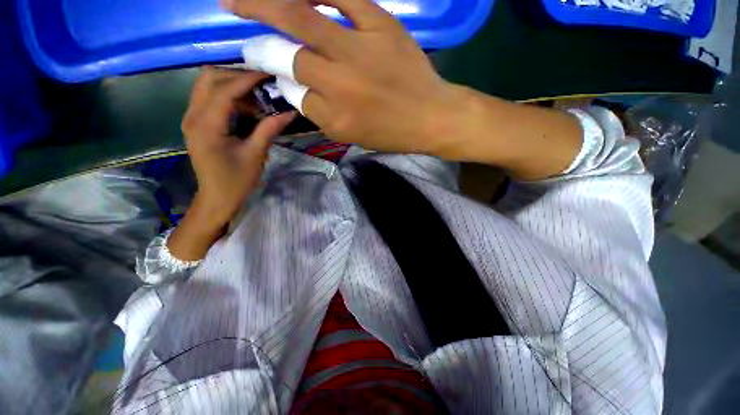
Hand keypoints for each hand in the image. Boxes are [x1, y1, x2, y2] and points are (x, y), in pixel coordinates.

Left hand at [169, 67, 293, 260]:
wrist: (216, 198)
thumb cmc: (236, 181)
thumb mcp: (256, 155)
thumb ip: (269, 129)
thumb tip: (289, 112)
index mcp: (206, 125)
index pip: (225, 90)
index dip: (247, 79)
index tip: (268, 74)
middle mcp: (193, 115)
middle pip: (209, 78)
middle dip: (236, 77)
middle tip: (262, 87)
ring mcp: (191, 118)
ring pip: (207, 86)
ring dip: (232, 86)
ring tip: (257, 99)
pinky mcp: (196, 123)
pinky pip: (209, 98)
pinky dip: (228, 96)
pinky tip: (245, 109)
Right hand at [224, 0, 456, 154]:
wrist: (432, 116)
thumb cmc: (392, 133)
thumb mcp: (353, 136)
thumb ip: (321, 113)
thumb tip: (294, 86)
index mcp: (337, 118)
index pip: (295, 93)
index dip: (277, 77)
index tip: (267, 66)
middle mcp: (342, 84)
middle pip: (289, 56)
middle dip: (259, 42)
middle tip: (237, 24)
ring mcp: (361, 50)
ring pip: (304, 18)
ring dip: (265, 3)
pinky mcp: (383, 25)